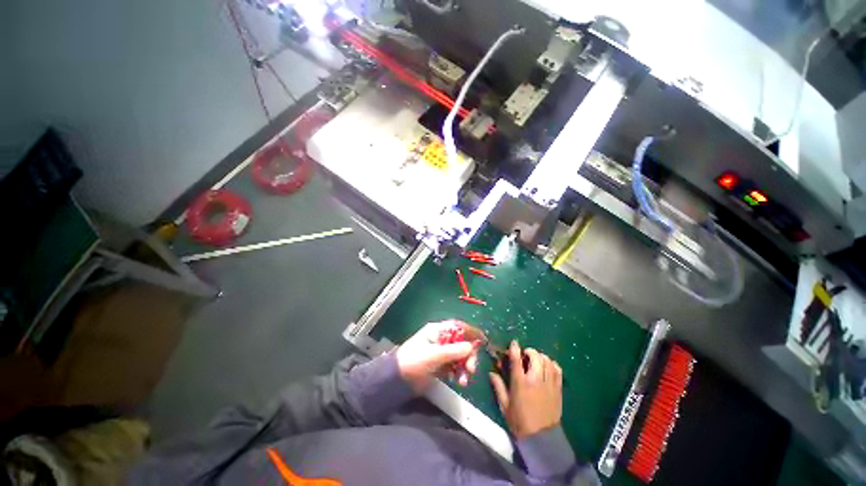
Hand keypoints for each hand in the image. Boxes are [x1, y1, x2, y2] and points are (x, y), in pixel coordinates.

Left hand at [396, 320, 481, 391]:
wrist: (397, 381)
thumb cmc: (413, 361)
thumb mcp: (433, 355)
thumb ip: (453, 351)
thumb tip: (471, 346)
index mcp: (437, 331)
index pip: (457, 327)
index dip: (470, 332)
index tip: (482, 341)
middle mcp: (441, 340)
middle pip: (462, 343)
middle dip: (468, 355)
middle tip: (471, 369)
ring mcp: (441, 353)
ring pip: (460, 356)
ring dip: (465, 367)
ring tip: (463, 381)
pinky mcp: (441, 366)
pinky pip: (455, 367)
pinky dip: (459, 373)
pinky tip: (458, 381)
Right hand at [490, 340, 562, 438]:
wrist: (541, 439)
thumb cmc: (519, 421)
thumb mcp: (504, 405)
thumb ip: (498, 386)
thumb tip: (491, 373)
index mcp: (520, 383)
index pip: (516, 359)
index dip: (514, 348)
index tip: (514, 343)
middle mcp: (535, 379)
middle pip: (535, 356)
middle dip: (529, 351)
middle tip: (524, 355)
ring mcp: (548, 383)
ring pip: (547, 360)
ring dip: (540, 356)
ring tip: (535, 360)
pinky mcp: (558, 389)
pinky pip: (557, 370)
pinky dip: (552, 364)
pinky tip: (547, 366)